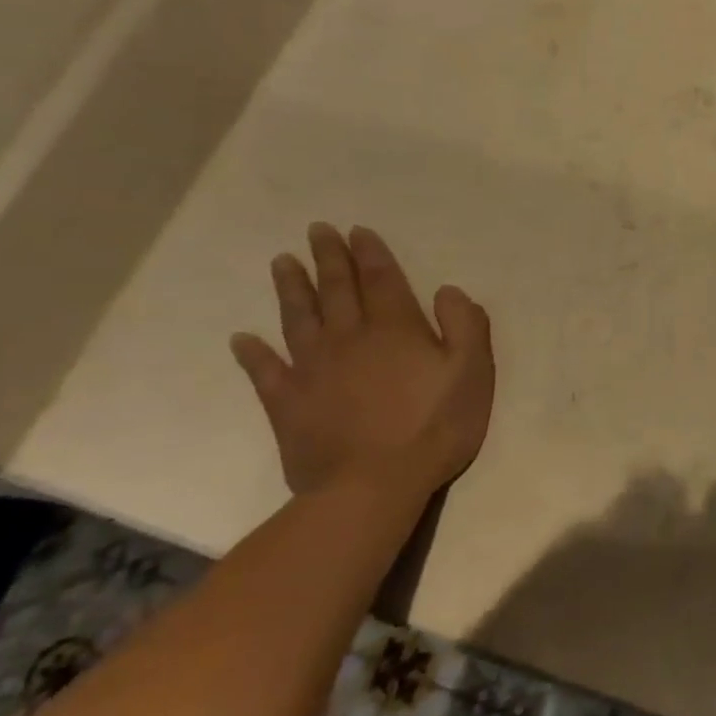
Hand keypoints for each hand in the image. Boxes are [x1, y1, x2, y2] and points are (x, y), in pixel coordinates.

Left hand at [231, 223, 494, 505]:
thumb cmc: (435, 426)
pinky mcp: (288, 404)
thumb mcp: (473, 372)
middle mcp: (350, 339)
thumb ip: (465, 326)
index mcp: (396, 330)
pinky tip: (242, 339)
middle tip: (317, 230)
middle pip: (337, 290)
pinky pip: (265, 372)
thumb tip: (447, 291)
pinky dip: (252, 354)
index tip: (357, 231)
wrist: (374, 485)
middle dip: (329, 258)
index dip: (371, 254)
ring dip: (291, 289)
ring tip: (282, 262)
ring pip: (299, 319)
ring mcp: (313, 370)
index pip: (382, 280)